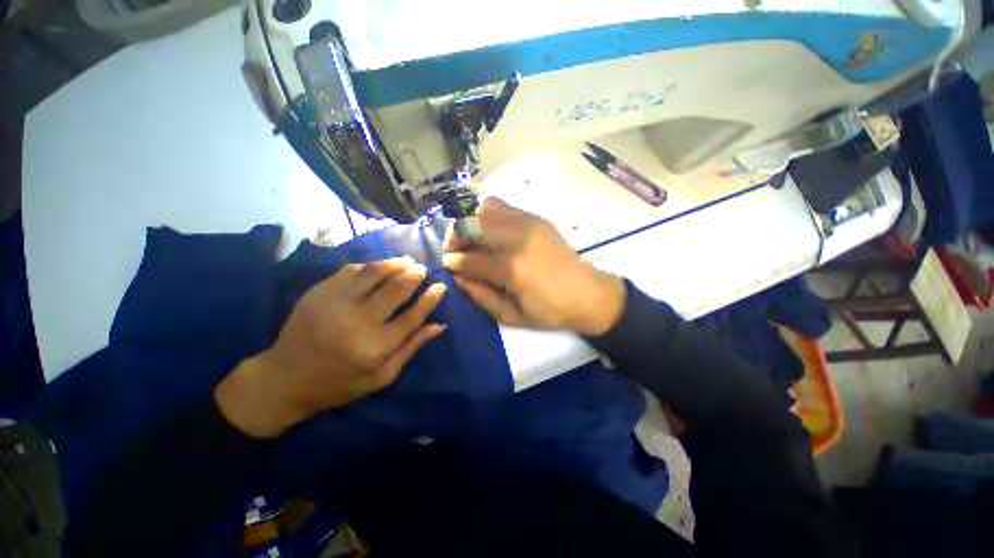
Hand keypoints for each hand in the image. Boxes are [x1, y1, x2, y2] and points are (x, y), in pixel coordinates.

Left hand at [216, 258, 446, 437]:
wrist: (285, 378)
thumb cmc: (339, 383)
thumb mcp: (382, 376)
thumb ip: (412, 347)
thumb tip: (439, 324)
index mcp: (373, 348)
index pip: (412, 317)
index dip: (429, 299)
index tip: (441, 286)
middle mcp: (356, 323)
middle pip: (395, 290)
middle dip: (414, 275)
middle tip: (422, 269)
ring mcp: (334, 304)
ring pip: (373, 273)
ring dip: (394, 264)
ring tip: (406, 261)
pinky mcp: (318, 293)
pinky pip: (351, 270)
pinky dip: (370, 266)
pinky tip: (379, 267)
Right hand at [442, 197, 624, 335]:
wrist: (589, 294)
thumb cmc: (550, 312)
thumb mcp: (512, 316)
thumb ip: (481, 296)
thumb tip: (458, 277)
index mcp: (511, 269)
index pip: (470, 259)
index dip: (454, 262)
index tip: (447, 264)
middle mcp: (517, 240)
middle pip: (473, 225)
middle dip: (456, 235)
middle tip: (454, 248)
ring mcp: (528, 224)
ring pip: (486, 209)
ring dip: (471, 221)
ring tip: (470, 236)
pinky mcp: (537, 218)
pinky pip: (504, 206)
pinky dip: (489, 213)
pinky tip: (489, 228)